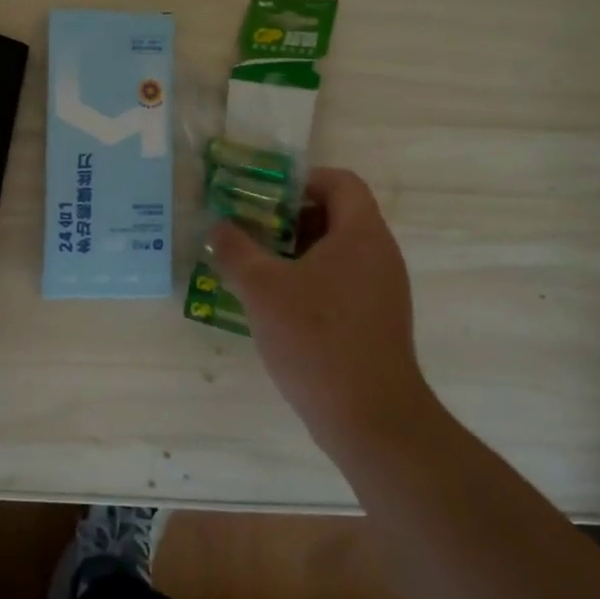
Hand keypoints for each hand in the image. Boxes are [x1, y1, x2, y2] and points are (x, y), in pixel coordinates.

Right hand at [208, 168, 436, 457]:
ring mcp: (382, 291)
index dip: (301, 180)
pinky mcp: (376, 322)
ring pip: (335, 253)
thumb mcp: (261, 288)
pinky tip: (274, 306)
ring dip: (294, 253)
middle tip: (248, 230)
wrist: (370, 417)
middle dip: (288, 218)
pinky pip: (341, 283)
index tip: (262, 197)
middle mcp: (379, 255)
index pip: (340, 182)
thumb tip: (218, 228)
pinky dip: (308, 282)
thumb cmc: (316, 338)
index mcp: (361, 234)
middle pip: (336, 216)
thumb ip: (235, 250)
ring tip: (253, 267)